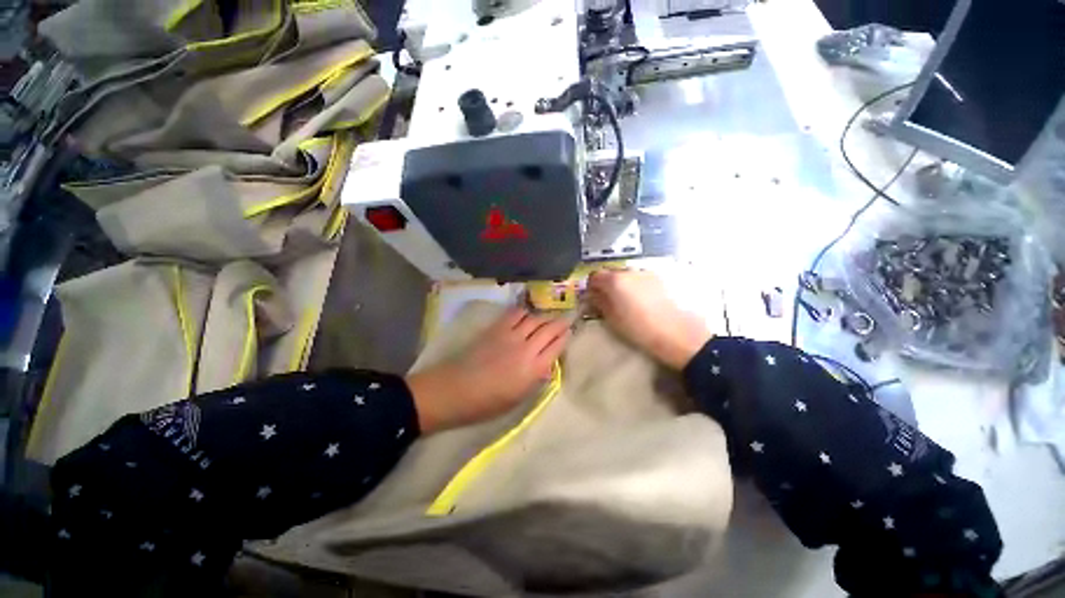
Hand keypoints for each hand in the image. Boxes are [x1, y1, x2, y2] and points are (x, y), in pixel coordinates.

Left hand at [406, 308, 570, 432]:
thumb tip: (546, 365)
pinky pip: (516, 313)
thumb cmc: (488, 402)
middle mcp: (527, 348)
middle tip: (566, 319)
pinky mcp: (497, 328)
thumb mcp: (519, 398)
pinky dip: (525, 312)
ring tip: (546, 318)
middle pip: (549, 328)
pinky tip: (526, 315)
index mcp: (534, 369)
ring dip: (543, 317)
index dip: (565, 337)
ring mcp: (511, 335)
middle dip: (560, 322)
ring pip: (535, 318)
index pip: (557, 346)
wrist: (456, 389)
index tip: (569, 332)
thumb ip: (536, 378)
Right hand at [588, 269, 712, 369]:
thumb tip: (593, 295)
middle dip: (607, 285)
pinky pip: (641, 279)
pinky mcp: (661, 279)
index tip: (593, 298)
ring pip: (627, 275)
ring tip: (629, 302)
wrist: (678, 333)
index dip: (591, 287)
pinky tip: (644, 301)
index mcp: (615, 281)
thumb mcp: (613, 319)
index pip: (594, 276)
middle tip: (609, 301)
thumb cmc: (640, 329)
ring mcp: (647, 273)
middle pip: (611, 273)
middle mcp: (630, 272)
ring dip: (623, 285)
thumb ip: (600, 303)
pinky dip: (637, 286)